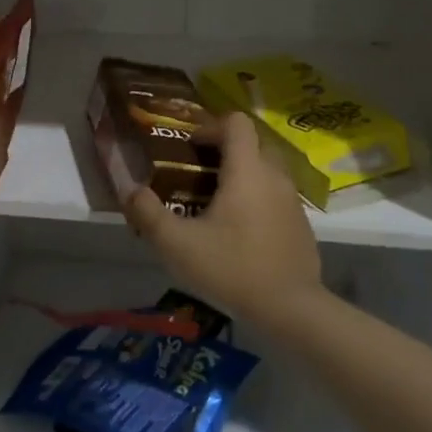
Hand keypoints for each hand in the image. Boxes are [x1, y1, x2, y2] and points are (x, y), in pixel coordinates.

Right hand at [126, 111, 322, 322]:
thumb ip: (148, 214)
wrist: (291, 309)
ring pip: (267, 170)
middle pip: (253, 143)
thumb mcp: (177, 244)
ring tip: (216, 203)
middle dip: (226, 150)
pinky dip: (258, 199)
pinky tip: (240, 231)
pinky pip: (277, 196)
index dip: (211, 127)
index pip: (236, 123)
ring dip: (243, 175)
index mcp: (247, 171)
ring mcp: (293, 200)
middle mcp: (274, 176)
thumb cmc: (232, 268)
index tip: (191, 148)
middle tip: (199, 173)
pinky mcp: (301, 224)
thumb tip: (130, 191)